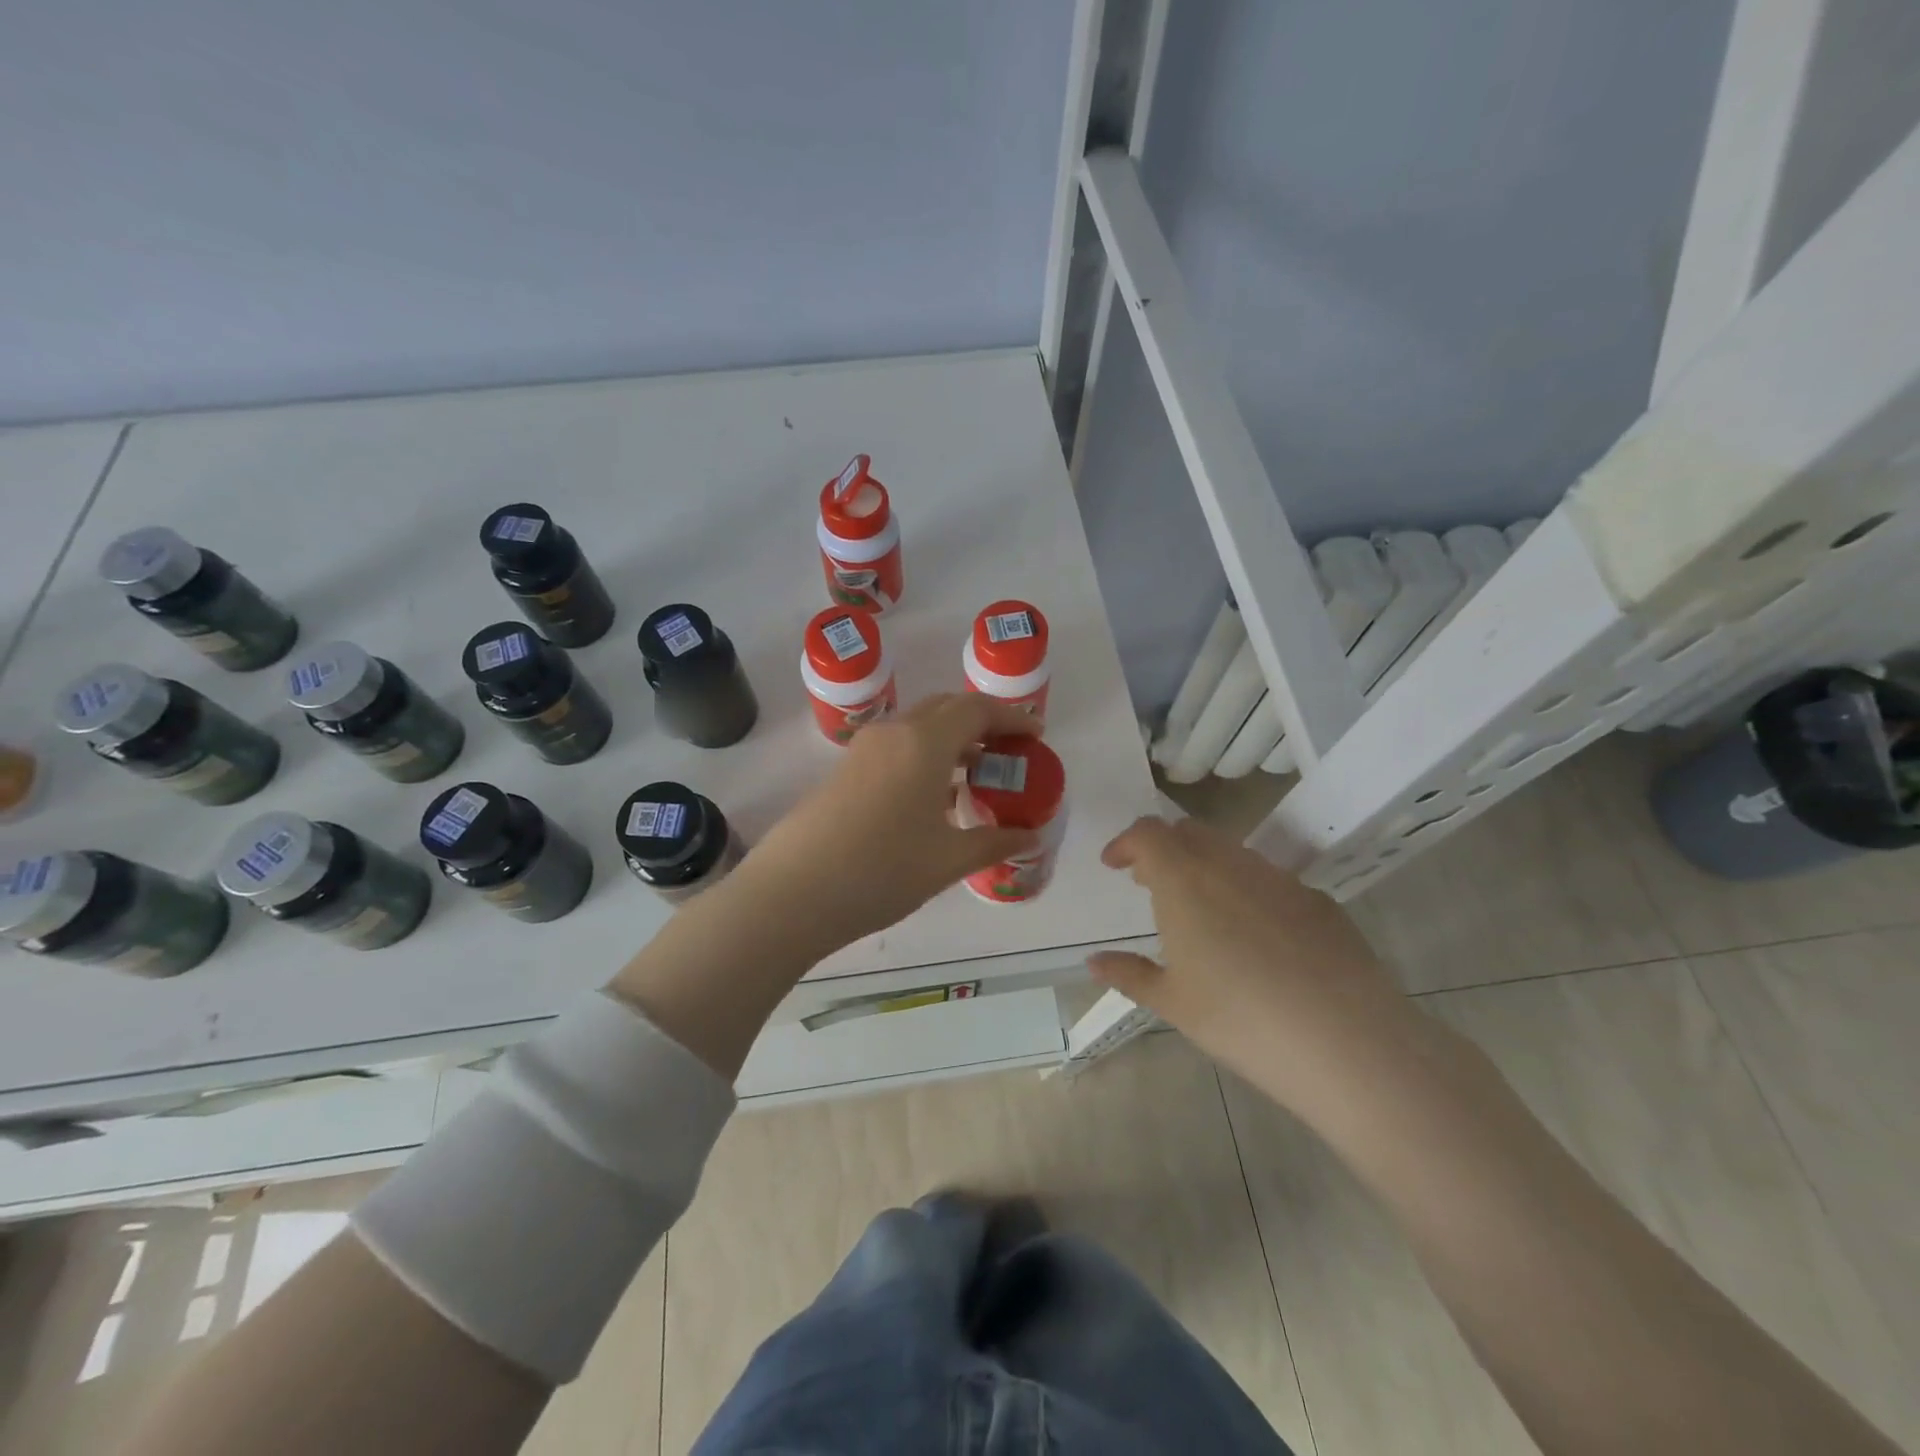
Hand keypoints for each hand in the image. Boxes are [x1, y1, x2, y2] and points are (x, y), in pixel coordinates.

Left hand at [741, 693, 1041, 956]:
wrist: (793, 892)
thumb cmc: (881, 871)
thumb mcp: (947, 860)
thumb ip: (994, 842)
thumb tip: (1029, 836)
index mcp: (925, 742)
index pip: (977, 709)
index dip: (1011, 717)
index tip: (1035, 736)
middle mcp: (894, 733)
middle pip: (947, 708)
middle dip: (983, 722)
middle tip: (1009, 752)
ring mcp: (864, 749)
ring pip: (919, 727)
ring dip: (952, 740)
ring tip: (978, 774)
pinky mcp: (845, 770)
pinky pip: (897, 747)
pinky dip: (925, 756)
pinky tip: (934, 796)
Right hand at [1089, 816, 1423, 1118]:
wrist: (1347, 1043)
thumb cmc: (1240, 1020)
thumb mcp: (1173, 1003)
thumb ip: (1130, 974)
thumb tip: (1095, 962)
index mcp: (1185, 880)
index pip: (1148, 834)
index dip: (1126, 842)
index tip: (1116, 866)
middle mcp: (1230, 865)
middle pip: (1189, 833)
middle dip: (1164, 850)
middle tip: (1152, 884)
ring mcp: (1280, 880)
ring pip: (1232, 853)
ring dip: (1206, 867)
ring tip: (1202, 911)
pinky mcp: (1319, 901)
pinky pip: (1271, 881)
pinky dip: (1248, 891)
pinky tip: (1258, 939)